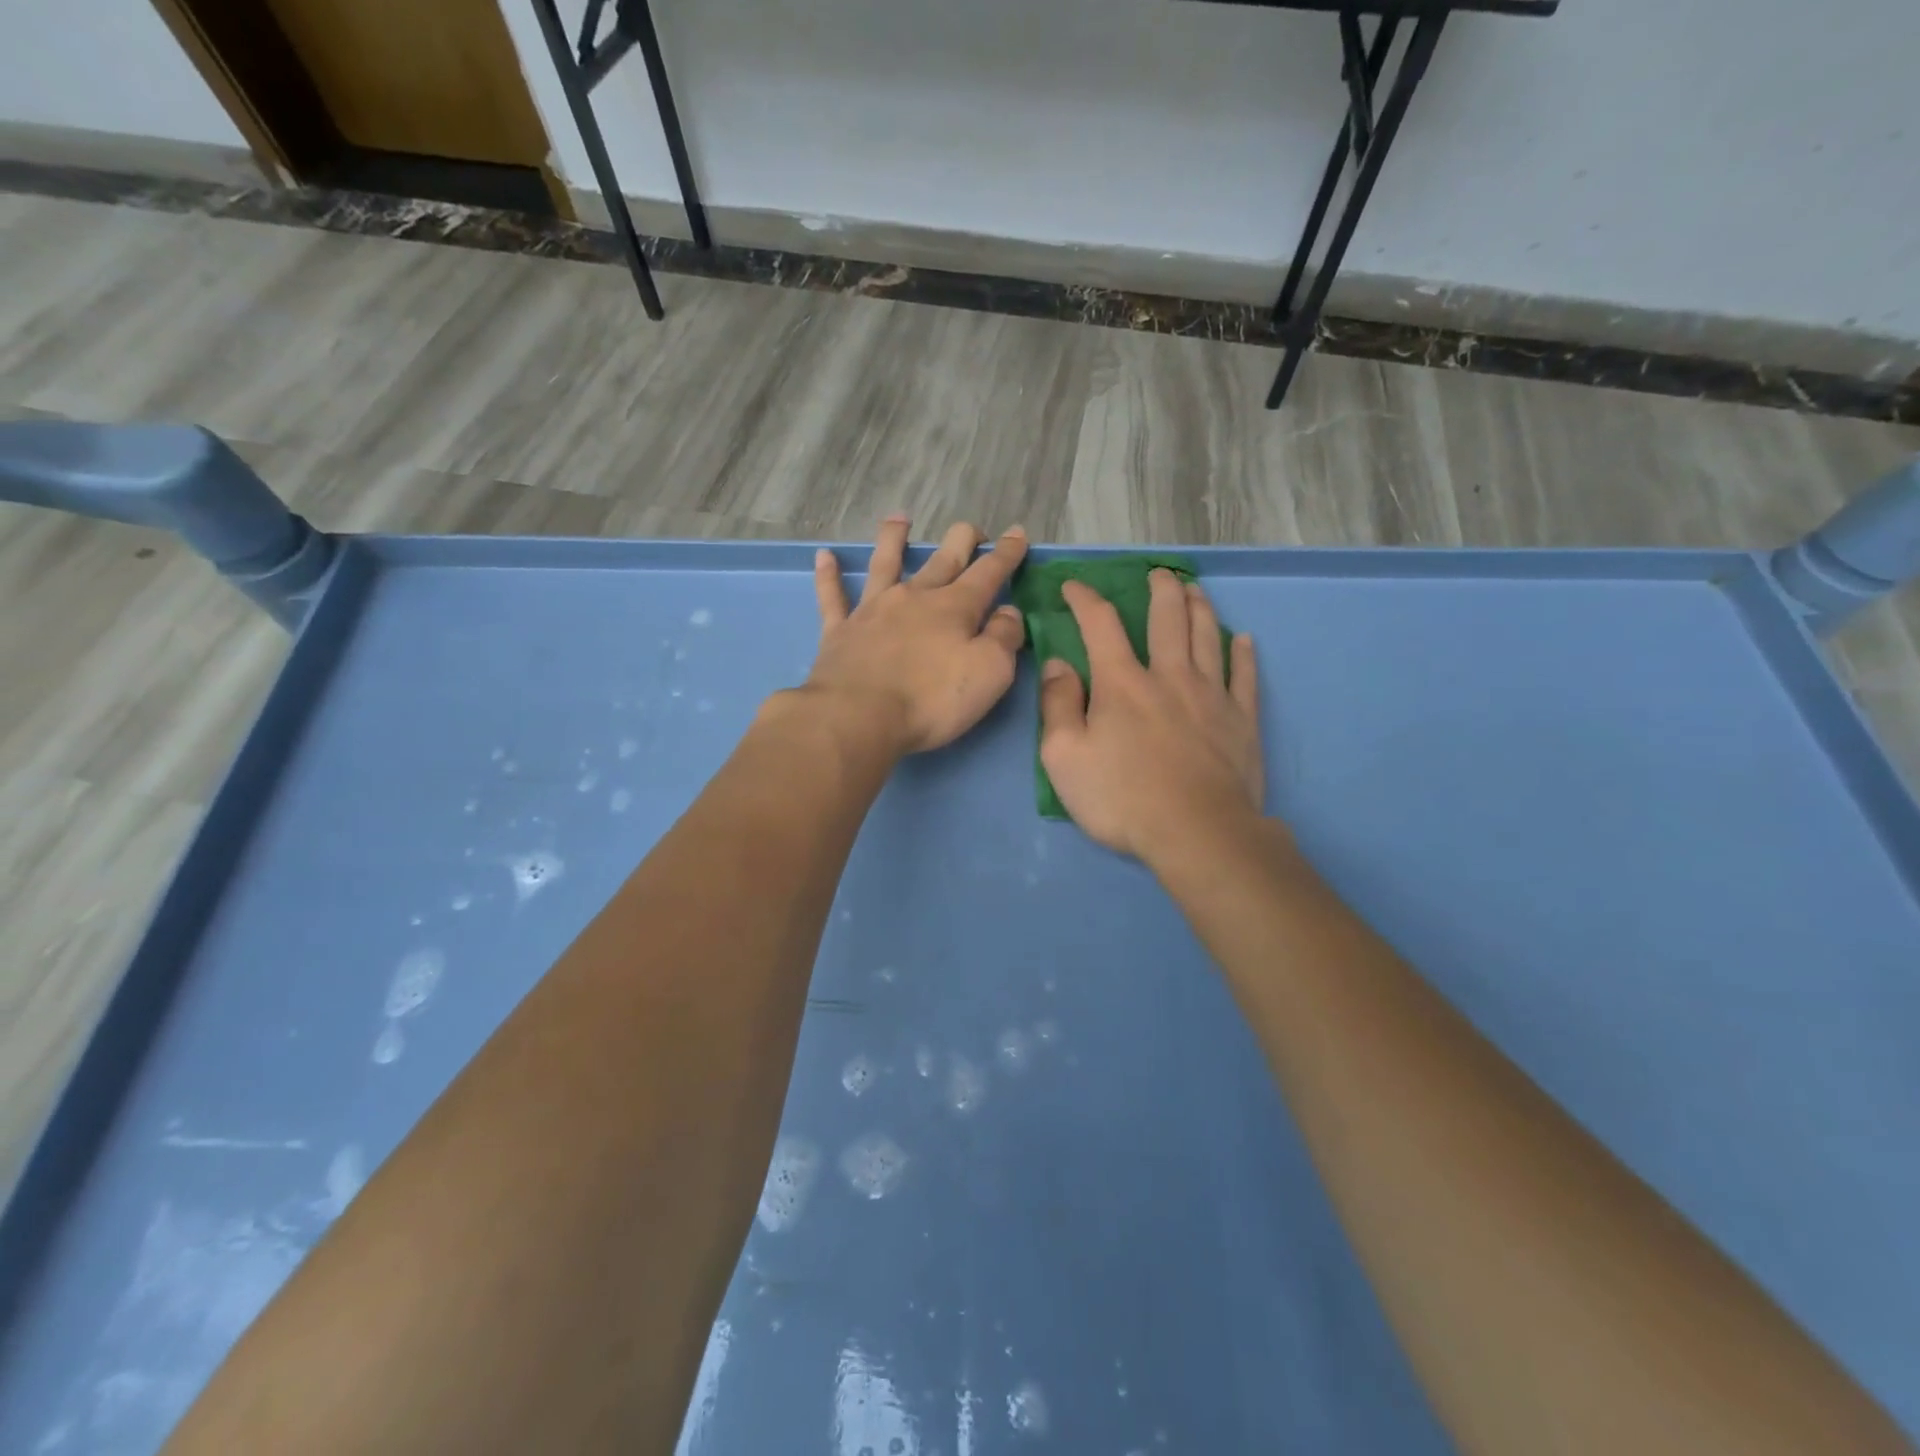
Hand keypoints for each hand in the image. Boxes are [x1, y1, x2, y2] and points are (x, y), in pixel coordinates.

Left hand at [806, 516, 1029, 754]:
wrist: (859, 716)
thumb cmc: (932, 699)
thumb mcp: (990, 672)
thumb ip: (1004, 638)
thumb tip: (1008, 612)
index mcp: (954, 607)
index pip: (988, 572)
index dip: (1006, 553)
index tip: (1017, 533)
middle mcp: (914, 597)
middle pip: (942, 560)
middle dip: (962, 541)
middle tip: (972, 531)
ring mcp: (873, 611)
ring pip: (885, 564)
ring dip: (893, 539)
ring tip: (899, 519)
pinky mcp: (840, 631)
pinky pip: (833, 597)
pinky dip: (829, 576)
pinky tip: (825, 557)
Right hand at [1039, 569, 1262, 859]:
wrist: (1197, 833)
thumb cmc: (1121, 798)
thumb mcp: (1063, 757)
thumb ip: (1057, 705)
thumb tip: (1058, 664)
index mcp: (1122, 683)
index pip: (1100, 625)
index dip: (1085, 599)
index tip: (1074, 586)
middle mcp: (1169, 676)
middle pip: (1168, 619)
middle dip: (1161, 590)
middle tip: (1159, 574)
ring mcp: (1211, 696)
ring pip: (1208, 638)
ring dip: (1200, 608)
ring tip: (1195, 590)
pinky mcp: (1242, 721)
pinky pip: (1245, 677)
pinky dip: (1243, 654)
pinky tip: (1243, 640)